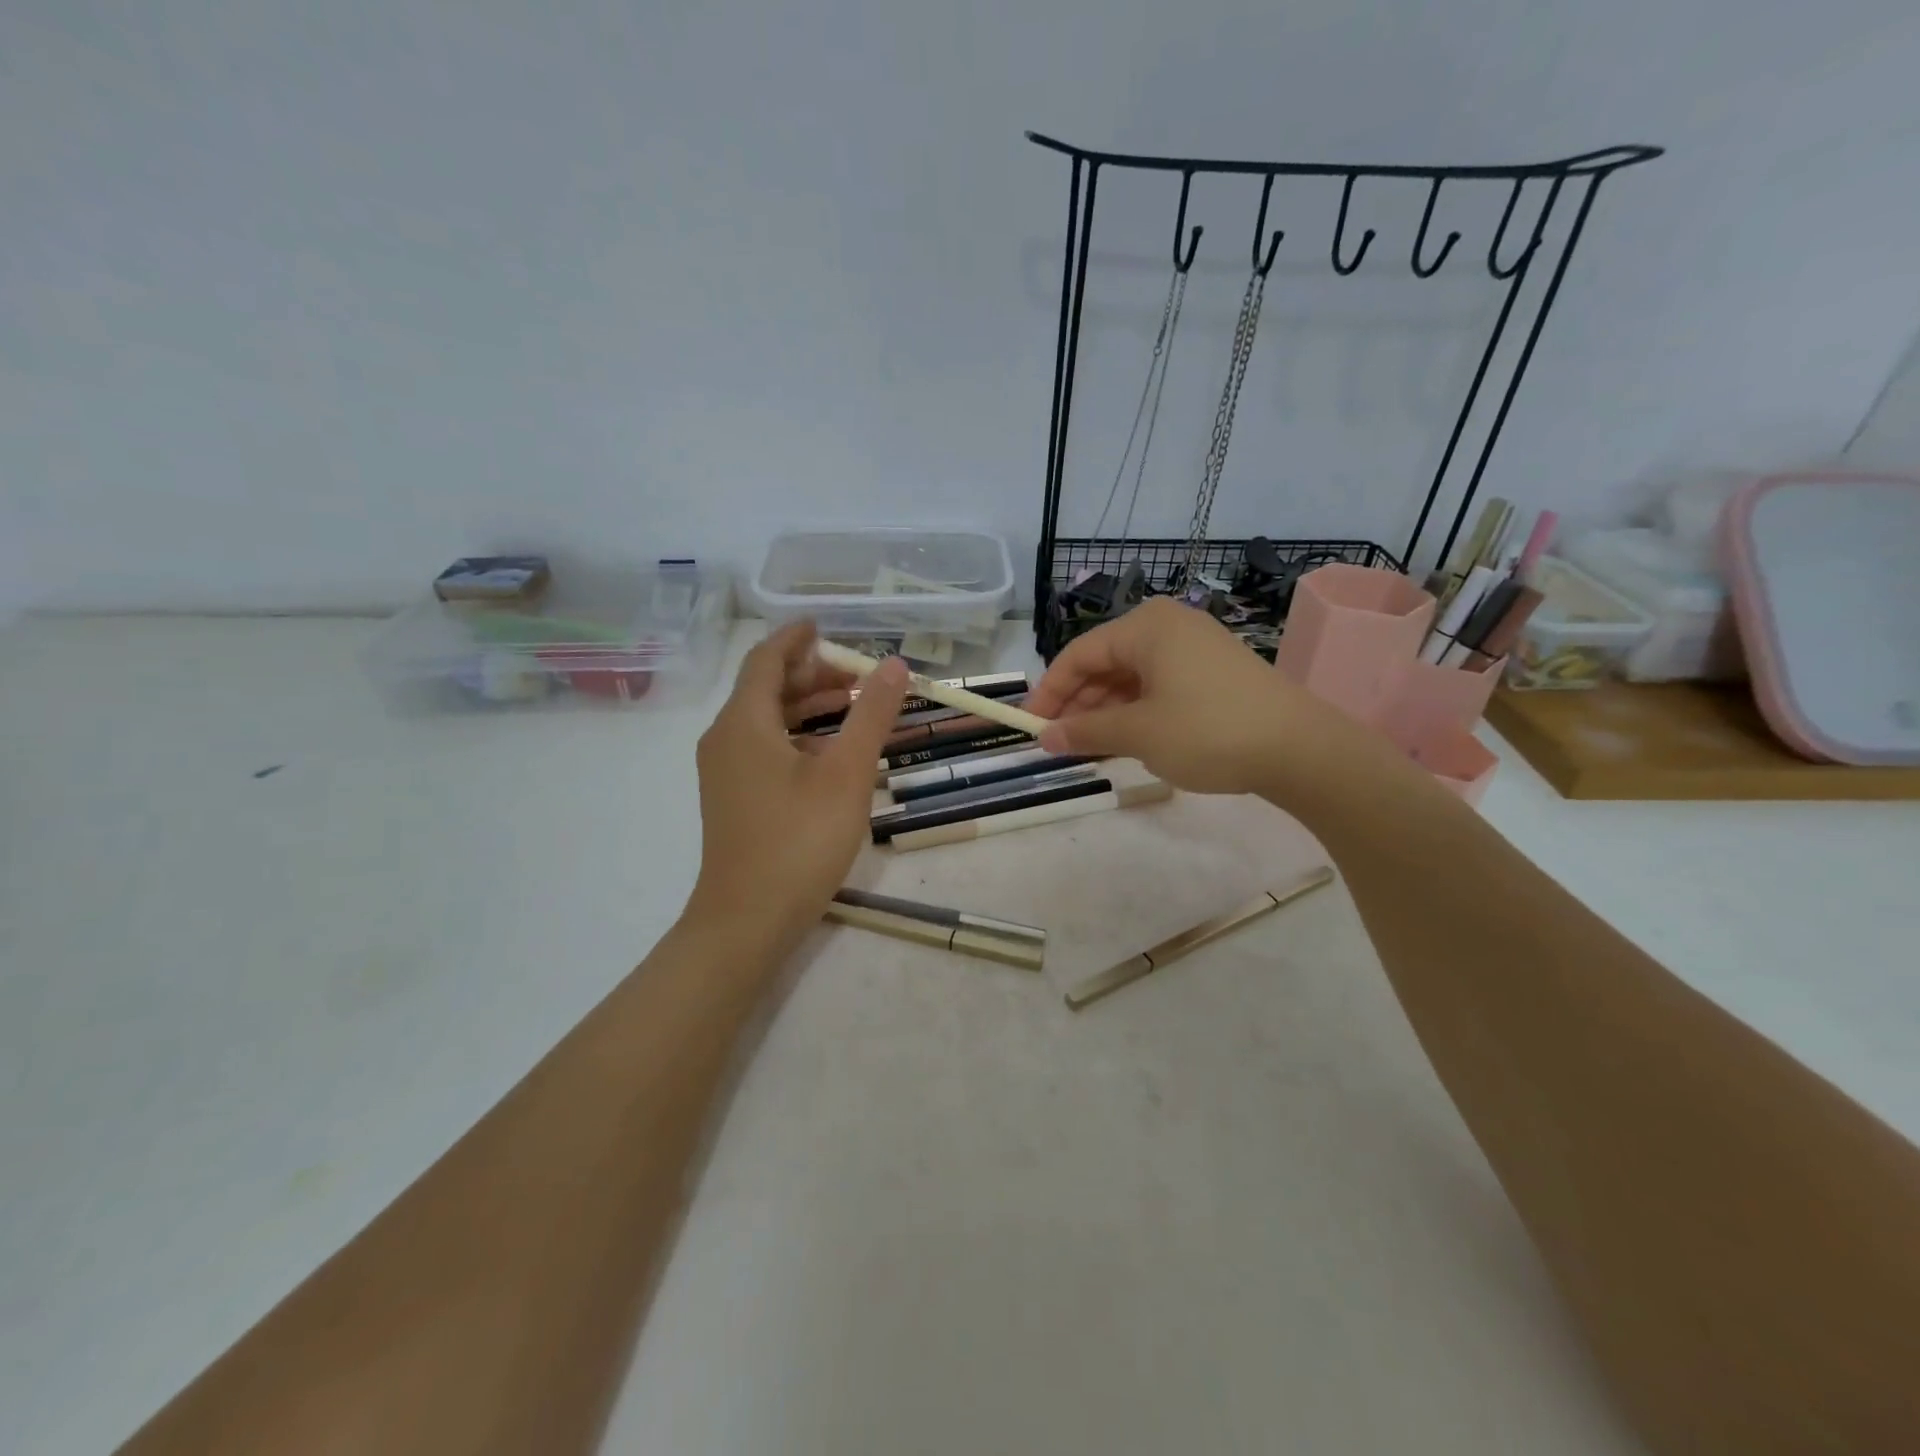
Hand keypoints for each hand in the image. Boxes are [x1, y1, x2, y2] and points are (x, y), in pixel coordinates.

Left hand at [685, 622, 907, 952]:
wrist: (746, 921)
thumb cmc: (798, 841)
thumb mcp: (847, 774)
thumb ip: (871, 715)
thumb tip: (895, 665)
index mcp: (744, 722)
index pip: (766, 659)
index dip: (796, 638)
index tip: (825, 626)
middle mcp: (725, 739)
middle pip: (766, 688)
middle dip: (812, 675)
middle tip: (859, 675)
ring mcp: (725, 772)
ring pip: (766, 721)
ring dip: (808, 707)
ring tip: (854, 706)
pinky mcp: (734, 799)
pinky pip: (764, 748)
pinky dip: (798, 737)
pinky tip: (832, 755)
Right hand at [1027, 596, 1350, 796]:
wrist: (1300, 749)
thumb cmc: (1208, 731)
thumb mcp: (1138, 733)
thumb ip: (1085, 732)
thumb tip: (1045, 737)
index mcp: (1146, 627)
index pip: (1079, 654)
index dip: (1050, 691)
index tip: (1032, 725)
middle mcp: (1168, 626)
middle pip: (1105, 662)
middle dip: (1078, 702)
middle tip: (1059, 740)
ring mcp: (1195, 646)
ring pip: (1132, 676)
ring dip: (1106, 709)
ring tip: (1089, 745)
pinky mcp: (1214, 670)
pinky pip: (1158, 684)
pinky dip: (1136, 709)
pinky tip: (1128, 738)